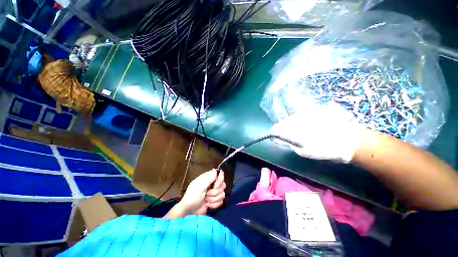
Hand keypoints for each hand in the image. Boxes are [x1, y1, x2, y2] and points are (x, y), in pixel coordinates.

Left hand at [180, 169, 225, 214]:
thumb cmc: (192, 196)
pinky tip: (208, 205)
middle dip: (215, 192)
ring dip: (214, 198)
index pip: (220, 174)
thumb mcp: (199, 185)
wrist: (189, 212)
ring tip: (206, 200)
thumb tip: (216, 170)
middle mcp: (212, 184)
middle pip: (223, 184)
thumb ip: (209, 177)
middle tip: (207, 194)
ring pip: (222, 193)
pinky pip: (221, 201)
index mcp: (208, 178)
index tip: (215, 186)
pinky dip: (214, 204)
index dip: (220, 180)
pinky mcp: (215, 201)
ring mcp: (214, 193)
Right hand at [270, 101, 365, 162]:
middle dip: (285, 129)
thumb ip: (286, 143)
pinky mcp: (314, 108)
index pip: (274, 129)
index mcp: (290, 129)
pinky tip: (315, 124)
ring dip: (295, 124)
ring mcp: (304, 111)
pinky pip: (303, 113)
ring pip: (292, 117)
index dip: (275, 134)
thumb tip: (276, 138)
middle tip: (296, 137)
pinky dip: (304, 119)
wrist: (350, 139)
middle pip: (283, 122)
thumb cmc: (324, 149)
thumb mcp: (302, 151)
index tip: (280, 139)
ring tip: (307, 131)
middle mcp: (294, 117)